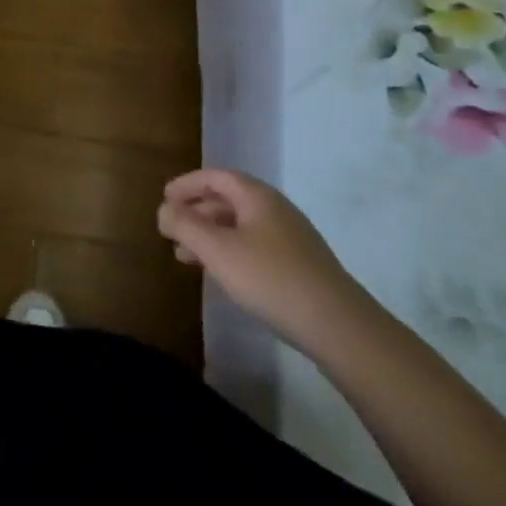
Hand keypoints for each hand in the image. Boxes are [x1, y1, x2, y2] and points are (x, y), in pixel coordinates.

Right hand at [157, 170, 367, 352]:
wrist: (341, 329)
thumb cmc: (271, 279)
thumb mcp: (218, 250)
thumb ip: (185, 225)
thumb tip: (164, 210)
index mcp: (258, 197)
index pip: (215, 177)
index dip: (187, 184)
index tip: (164, 199)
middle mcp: (276, 210)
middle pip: (228, 200)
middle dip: (196, 213)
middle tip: (172, 230)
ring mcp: (293, 239)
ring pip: (241, 227)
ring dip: (211, 236)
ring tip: (187, 259)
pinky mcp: (301, 267)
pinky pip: (255, 247)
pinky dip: (230, 252)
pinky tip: (223, 276)